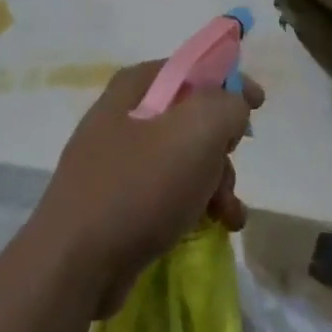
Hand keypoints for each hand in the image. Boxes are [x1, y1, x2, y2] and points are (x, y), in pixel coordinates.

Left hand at [36, 60, 261, 315]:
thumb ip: (227, 105)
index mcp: (136, 86)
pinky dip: (195, 204)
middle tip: (229, 167)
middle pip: (192, 116)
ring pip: (184, 158)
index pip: (193, 68)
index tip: (258, 106)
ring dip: (215, 182)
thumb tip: (232, 108)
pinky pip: (167, 191)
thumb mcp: (198, 131)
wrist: (74, 264)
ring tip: (227, 213)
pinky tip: (214, 227)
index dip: (229, 82)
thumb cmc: (139, 186)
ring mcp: (117, 161)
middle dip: (222, 146)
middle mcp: (123, 116)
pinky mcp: (117, 201)